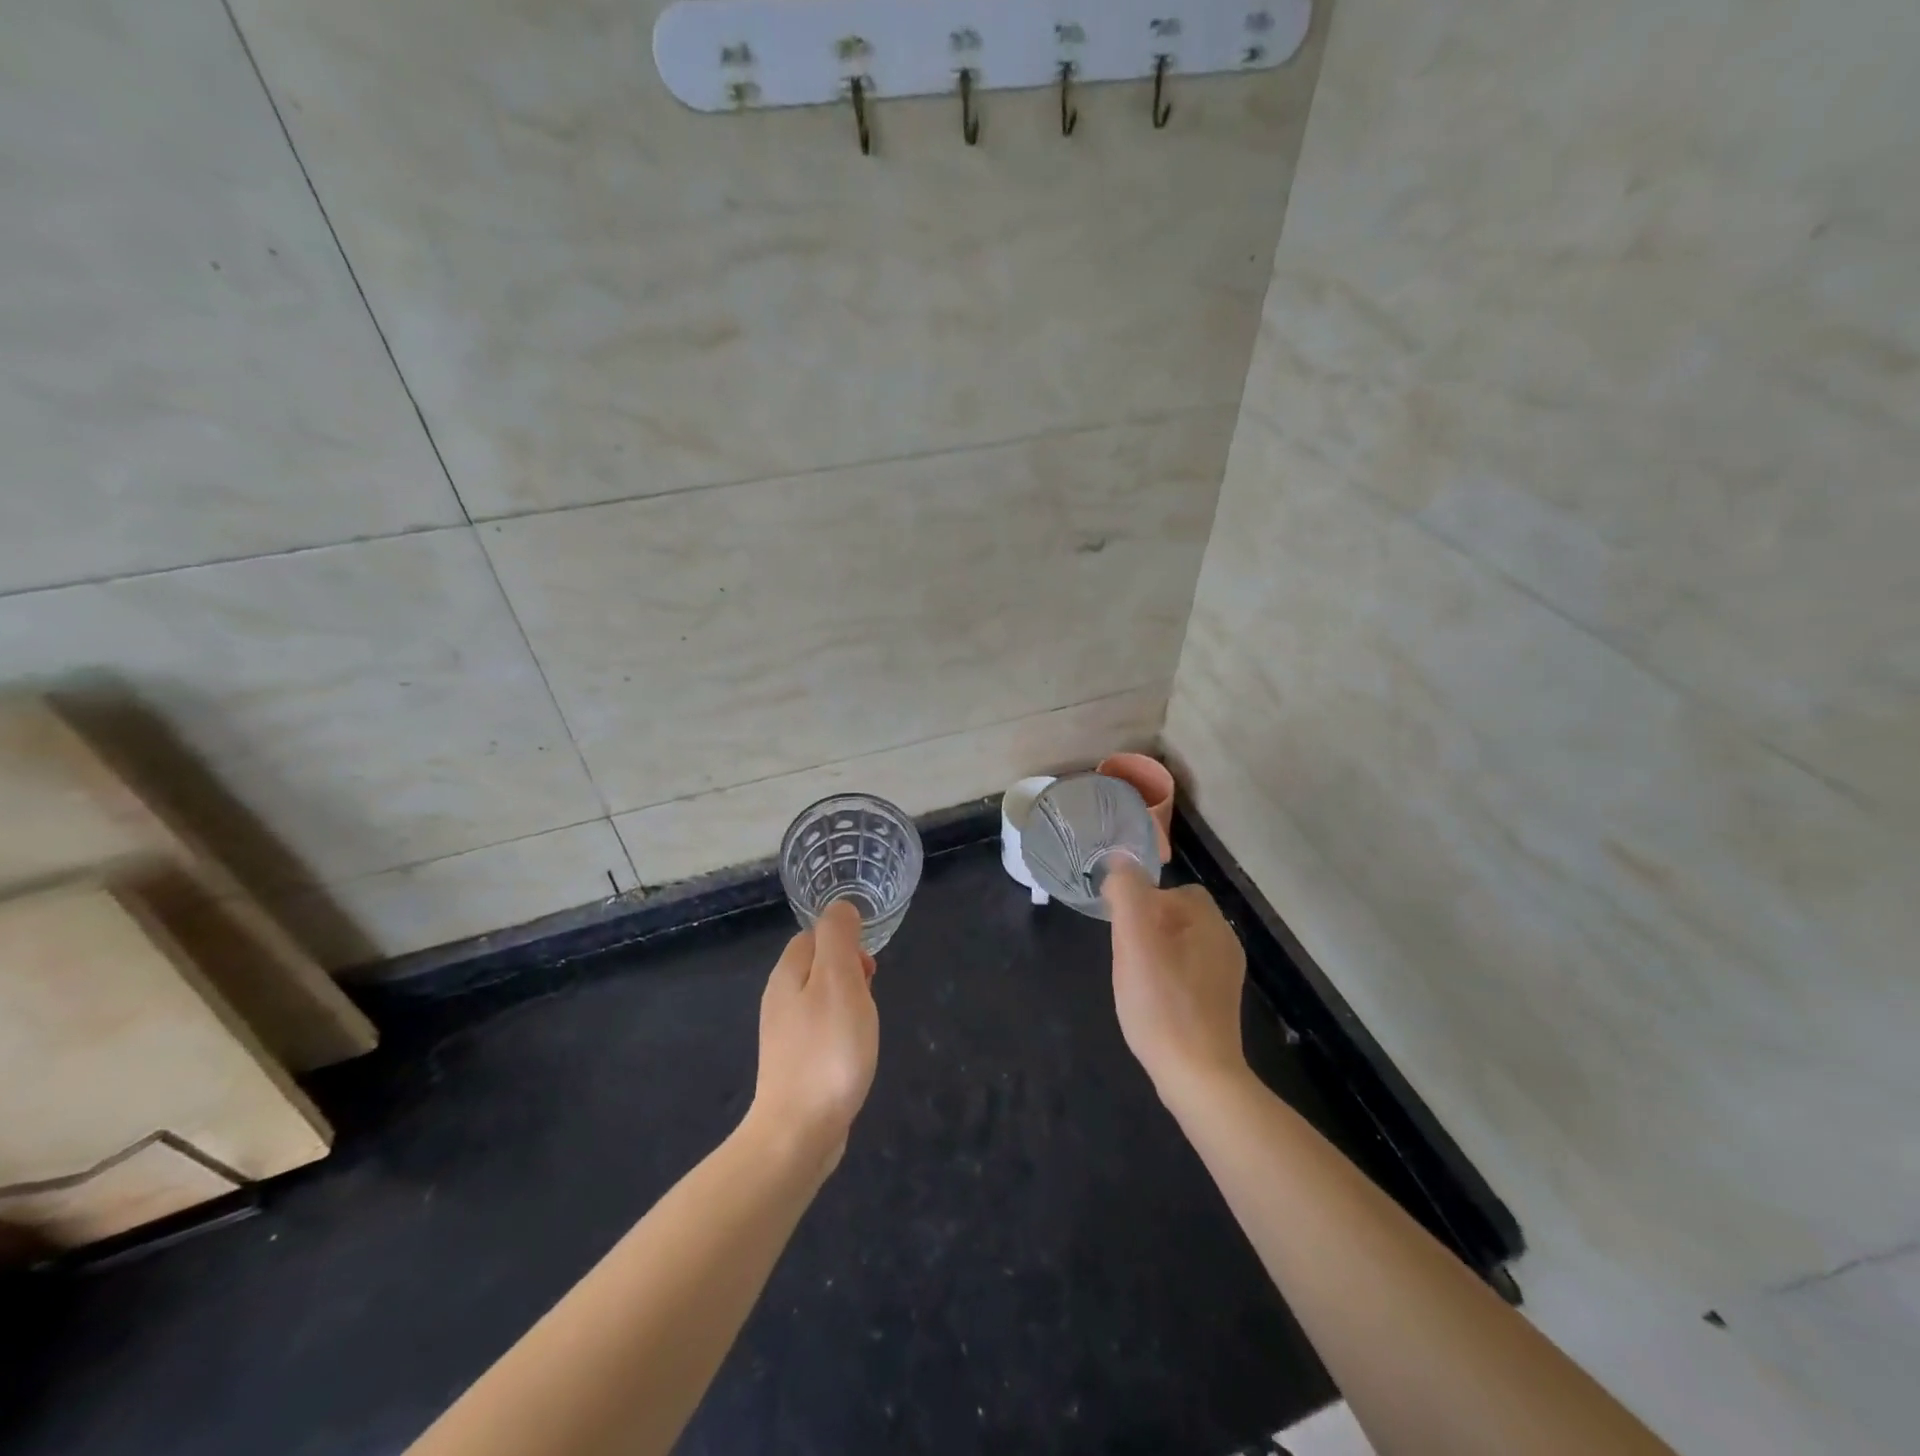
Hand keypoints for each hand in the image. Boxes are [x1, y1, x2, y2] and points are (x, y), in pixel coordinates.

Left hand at [750, 901, 878, 1171]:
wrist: (798, 1133)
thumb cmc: (827, 1050)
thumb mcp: (839, 981)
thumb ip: (839, 938)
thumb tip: (841, 908)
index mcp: (788, 974)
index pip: (815, 935)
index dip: (845, 942)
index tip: (868, 970)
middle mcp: (780, 999)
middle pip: (819, 966)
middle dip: (850, 973)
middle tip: (869, 999)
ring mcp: (784, 1034)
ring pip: (822, 999)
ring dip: (849, 1004)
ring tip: (865, 1028)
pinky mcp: (794, 1063)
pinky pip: (822, 1030)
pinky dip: (842, 1032)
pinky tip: (853, 1053)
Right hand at [1104, 865, 1248, 1101]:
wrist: (1198, 1077)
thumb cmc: (1162, 1004)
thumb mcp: (1134, 941)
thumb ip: (1127, 893)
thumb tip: (1121, 862)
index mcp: (1209, 922)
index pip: (1173, 890)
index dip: (1142, 902)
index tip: (1123, 931)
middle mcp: (1224, 943)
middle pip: (1176, 917)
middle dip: (1146, 929)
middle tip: (1126, 957)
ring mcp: (1224, 975)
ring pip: (1179, 945)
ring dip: (1153, 954)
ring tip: (1135, 981)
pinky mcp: (1218, 1003)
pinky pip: (1186, 973)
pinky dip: (1166, 979)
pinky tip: (1152, 1002)